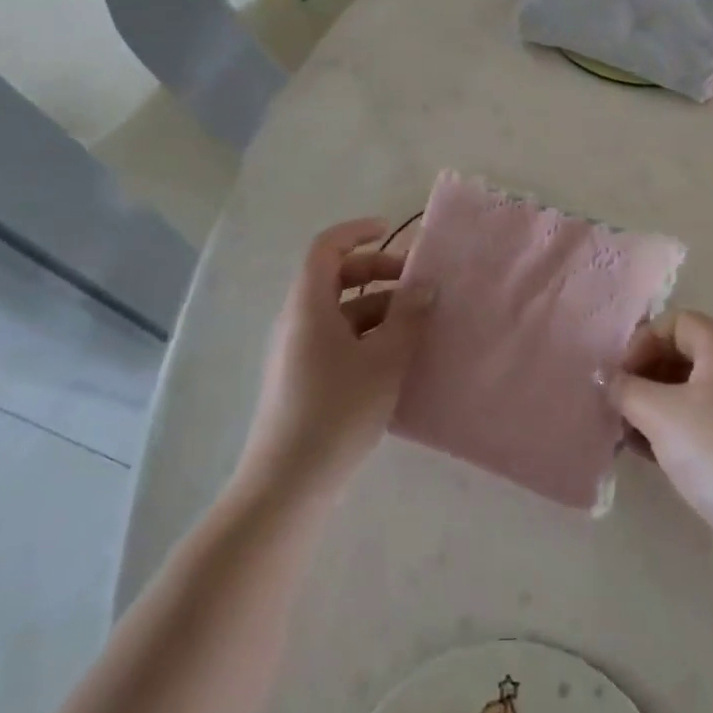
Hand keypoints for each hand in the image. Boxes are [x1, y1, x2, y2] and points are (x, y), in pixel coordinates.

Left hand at [236, 218, 432, 501]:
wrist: (288, 482)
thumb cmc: (337, 409)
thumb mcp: (385, 359)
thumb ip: (408, 316)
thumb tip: (424, 285)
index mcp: (308, 306)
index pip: (326, 248)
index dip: (357, 232)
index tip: (391, 231)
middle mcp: (297, 321)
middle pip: (334, 278)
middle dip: (377, 273)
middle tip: (417, 284)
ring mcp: (297, 352)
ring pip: (340, 312)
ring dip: (378, 308)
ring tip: (417, 324)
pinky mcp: (302, 379)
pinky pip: (337, 339)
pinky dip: (367, 334)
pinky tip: (396, 358)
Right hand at [605, 311, 712, 549]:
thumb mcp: (657, 412)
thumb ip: (626, 389)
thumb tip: (609, 380)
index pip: (675, 322)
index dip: (643, 342)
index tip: (622, 377)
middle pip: (682, 354)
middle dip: (645, 375)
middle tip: (620, 404)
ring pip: (689, 392)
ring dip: (654, 406)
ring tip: (627, 433)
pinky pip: (701, 422)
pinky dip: (673, 429)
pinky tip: (649, 454)